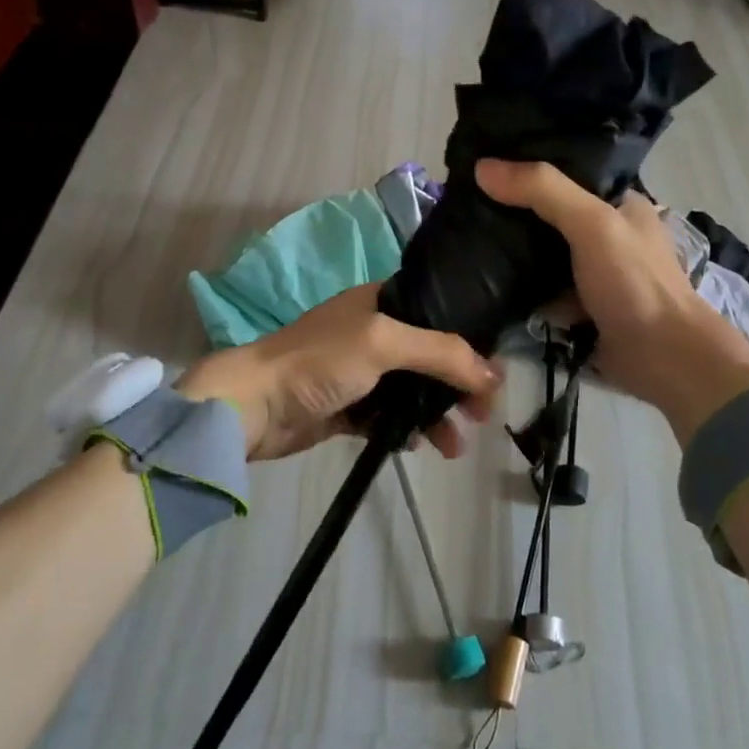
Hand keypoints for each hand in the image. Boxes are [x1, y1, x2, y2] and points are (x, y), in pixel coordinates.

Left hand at [176, 284, 501, 460]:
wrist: (254, 406)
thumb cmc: (318, 361)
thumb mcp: (382, 343)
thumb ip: (440, 352)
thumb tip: (494, 374)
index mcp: (380, 302)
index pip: (438, 314)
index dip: (469, 340)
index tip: (494, 371)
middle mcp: (373, 332)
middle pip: (431, 356)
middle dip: (459, 385)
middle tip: (483, 414)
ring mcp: (360, 372)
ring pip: (413, 391)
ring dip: (437, 415)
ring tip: (455, 446)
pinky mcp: (348, 407)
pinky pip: (390, 417)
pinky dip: (409, 430)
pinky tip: (420, 447)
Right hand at [475, 159, 748, 445]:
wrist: (663, 359)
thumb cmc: (634, 282)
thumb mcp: (591, 224)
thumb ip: (543, 192)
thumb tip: (482, 167)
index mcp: (620, 203)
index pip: (568, 172)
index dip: (529, 168)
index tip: (483, 165)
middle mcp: (607, 234)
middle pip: (550, 214)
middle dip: (513, 211)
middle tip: (463, 204)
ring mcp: (594, 273)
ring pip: (543, 254)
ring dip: (511, 252)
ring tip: (463, 237)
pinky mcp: (580, 307)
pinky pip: (541, 290)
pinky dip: (519, 288)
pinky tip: (484, 278)